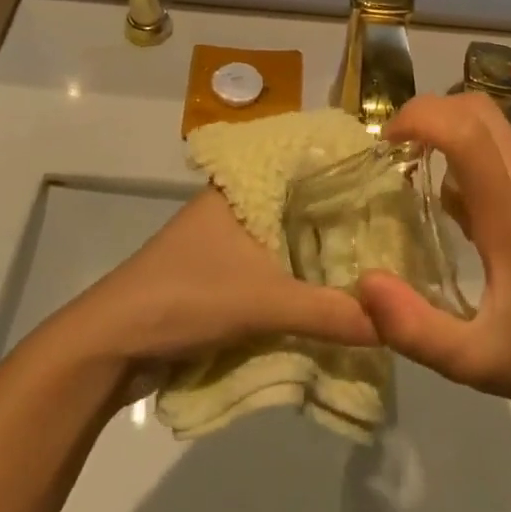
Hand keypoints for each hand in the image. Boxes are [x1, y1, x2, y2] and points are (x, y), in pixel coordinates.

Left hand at [65, 188, 377, 371]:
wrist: (110, 345)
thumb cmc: (185, 297)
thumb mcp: (262, 302)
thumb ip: (328, 313)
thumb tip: (393, 325)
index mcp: (242, 189)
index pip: (306, 166)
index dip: (348, 175)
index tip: (395, 184)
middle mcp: (236, 206)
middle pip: (302, 208)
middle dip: (343, 223)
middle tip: (399, 233)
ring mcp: (227, 242)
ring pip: (288, 241)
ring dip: (322, 257)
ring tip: (378, 263)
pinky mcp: (222, 276)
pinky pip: (275, 270)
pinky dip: (301, 281)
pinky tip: (336, 293)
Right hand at [354, 94, 510, 408]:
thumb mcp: (466, 361)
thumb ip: (411, 327)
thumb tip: (364, 281)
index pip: (467, 134)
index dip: (422, 118)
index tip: (386, 140)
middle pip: (481, 113)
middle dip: (430, 114)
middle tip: (395, 149)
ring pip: (495, 129)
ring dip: (450, 136)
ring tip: (419, 181)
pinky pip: (507, 156)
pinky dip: (473, 161)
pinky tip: (462, 214)